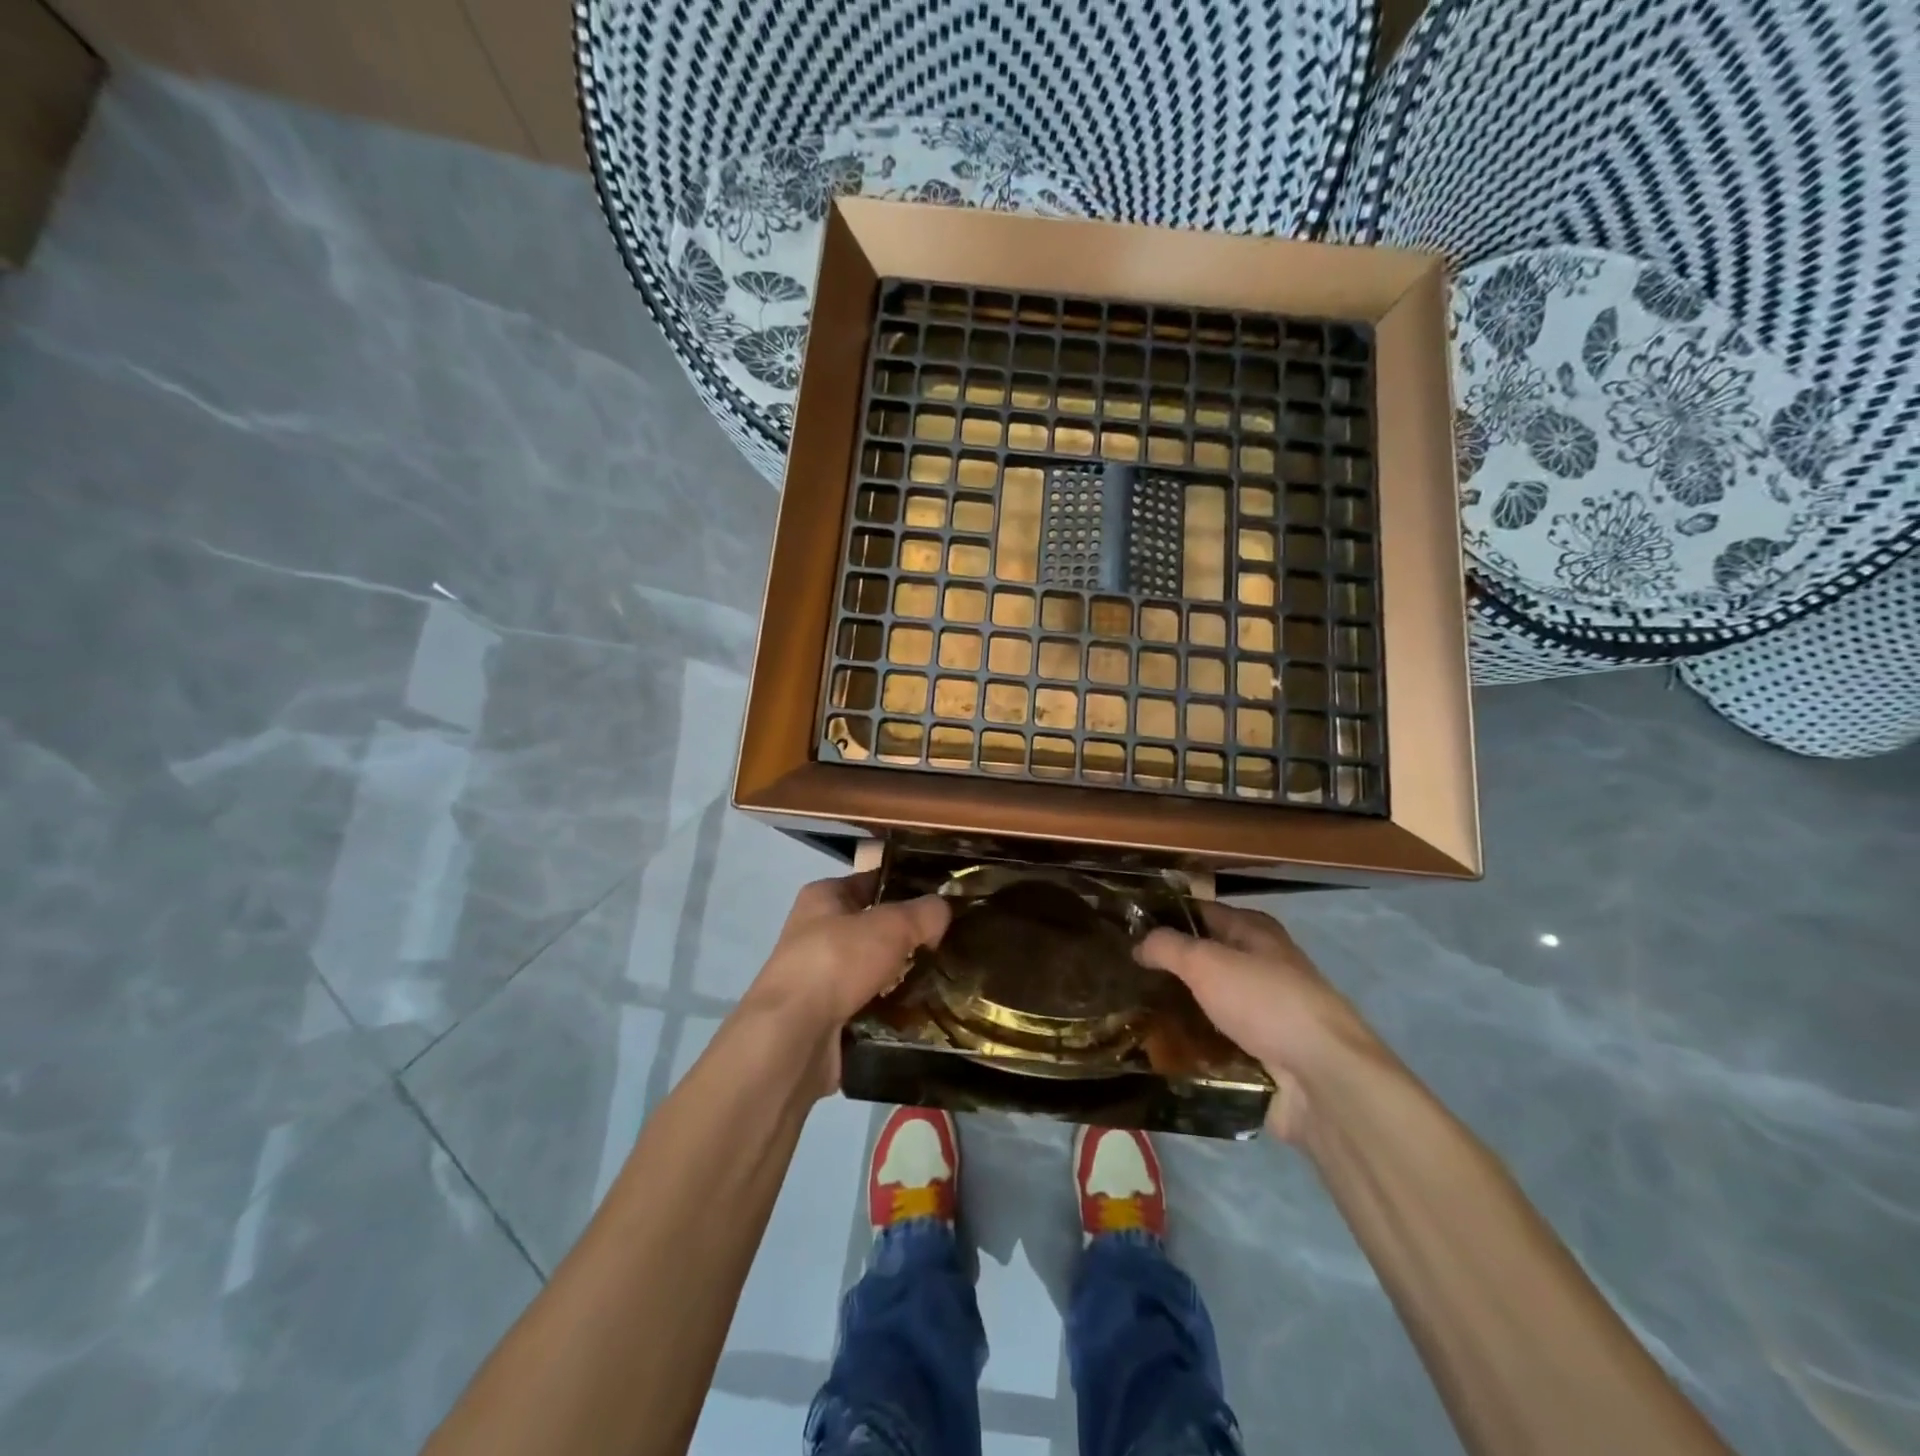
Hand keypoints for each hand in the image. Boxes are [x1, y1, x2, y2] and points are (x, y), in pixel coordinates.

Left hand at [739, 872, 949, 1094]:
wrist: (792, 1037)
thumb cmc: (837, 962)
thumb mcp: (890, 926)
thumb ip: (923, 913)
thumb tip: (943, 910)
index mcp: (823, 897)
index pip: (872, 881)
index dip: (906, 886)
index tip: (943, 899)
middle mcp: (816, 931)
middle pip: (874, 926)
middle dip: (908, 935)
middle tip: (948, 942)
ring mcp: (819, 976)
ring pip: (873, 967)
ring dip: (901, 974)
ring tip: (941, 978)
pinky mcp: (825, 1015)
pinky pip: (868, 1003)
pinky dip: (890, 1007)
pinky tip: (920, 1011)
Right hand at [1136, 902, 1383, 1142]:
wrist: (1324, 1079)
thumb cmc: (1265, 1004)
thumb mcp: (1206, 963)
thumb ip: (1167, 946)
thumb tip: (1139, 943)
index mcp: (1255, 932)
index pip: (1201, 911)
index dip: (1165, 916)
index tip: (1126, 927)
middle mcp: (1263, 965)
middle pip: (1206, 959)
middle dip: (1168, 967)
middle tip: (1122, 974)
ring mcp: (1265, 1012)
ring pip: (1210, 1002)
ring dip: (1179, 1008)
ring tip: (1133, 1012)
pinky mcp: (1265, 1053)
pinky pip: (1219, 1041)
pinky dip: (1194, 1044)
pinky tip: (1161, 1049)